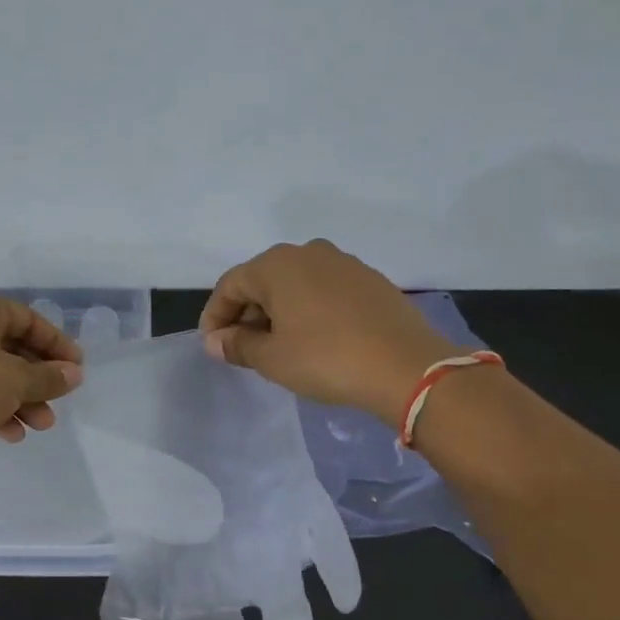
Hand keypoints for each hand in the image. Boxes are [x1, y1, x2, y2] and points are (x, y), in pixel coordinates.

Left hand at [0, 294, 83, 472]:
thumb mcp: (15, 381)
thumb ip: (49, 376)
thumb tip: (75, 374)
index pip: (26, 318)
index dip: (55, 342)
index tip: (76, 367)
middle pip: (11, 348)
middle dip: (39, 378)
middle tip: (60, 399)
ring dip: (22, 399)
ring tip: (41, 425)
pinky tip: (12, 434)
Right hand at [199, 240, 462, 426]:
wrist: (406, 366)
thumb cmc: (326, 359)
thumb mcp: (272, 358)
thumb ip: (237, 345)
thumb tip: (216, 341)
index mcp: (277, 264)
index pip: (230, 285)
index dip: (215, 316)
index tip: (213, 346)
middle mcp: (308, 253)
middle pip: (262, 280)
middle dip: (246, 313)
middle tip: (243, 348)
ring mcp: (343, 263)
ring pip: (295, 284)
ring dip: (278, 312)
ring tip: (277, 346)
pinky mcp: (370, 280)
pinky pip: (323, 290)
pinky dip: (308, 310)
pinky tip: (313, 339)